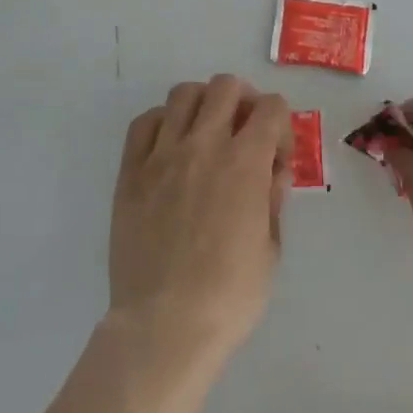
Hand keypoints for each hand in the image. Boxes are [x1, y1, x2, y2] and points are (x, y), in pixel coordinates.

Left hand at [109, 74, 293, 367]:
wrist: (164, 326)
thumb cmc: (229, 296)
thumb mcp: (271, 249)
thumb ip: (273, 199)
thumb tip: (272, 171)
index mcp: (245, 162)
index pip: (272, 107)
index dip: (282, 124)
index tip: (277, 154)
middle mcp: (204, 145)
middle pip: (226, 86)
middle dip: (244, 101)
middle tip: (244, 131)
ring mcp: (162, 155)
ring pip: (183, 94)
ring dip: (203, 104)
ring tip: (206, 131)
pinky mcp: (131, 172)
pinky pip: (145, 122)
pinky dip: (163, 122)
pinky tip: (171, 145)